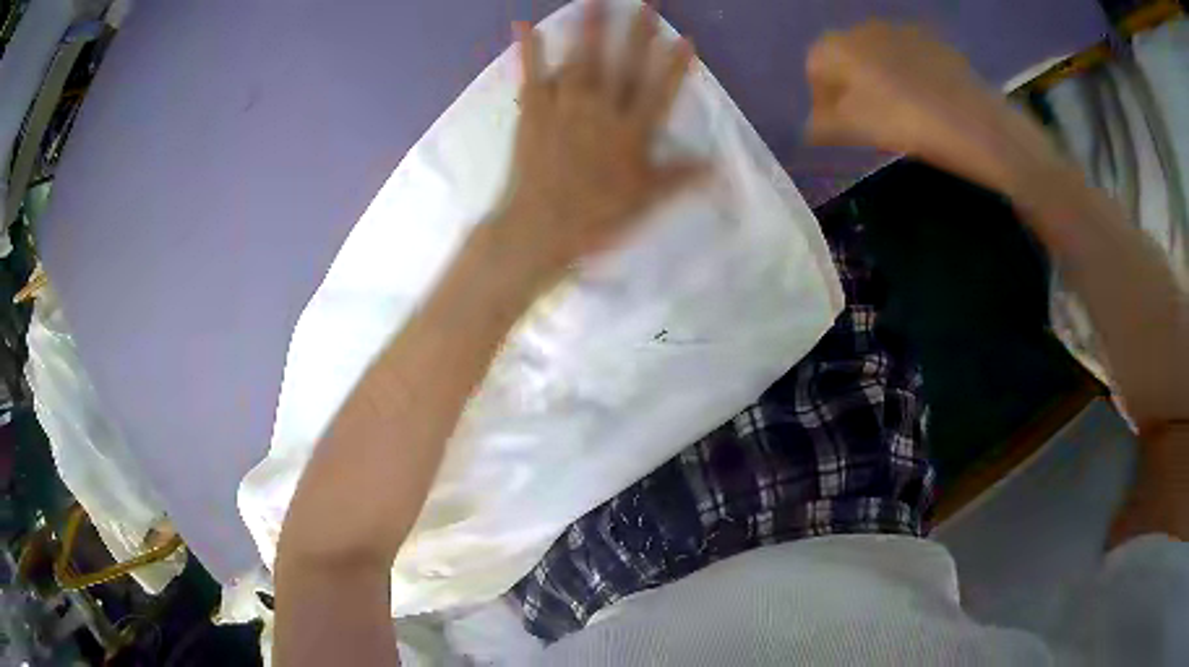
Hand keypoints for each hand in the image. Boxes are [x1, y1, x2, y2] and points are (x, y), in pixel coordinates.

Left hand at [494, 1, 704, 285]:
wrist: (539, 227)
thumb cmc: (596, 218)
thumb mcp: (646, 201)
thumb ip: (681, 177)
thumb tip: (720, 167)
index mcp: (632, 132)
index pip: (660, 90)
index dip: (675, 64)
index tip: (686, 38)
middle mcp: (601, 110)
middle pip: (623, 64)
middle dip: (637, 32)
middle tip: (646, 3)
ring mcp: (565, 106)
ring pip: (582, 60)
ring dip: (589, 28)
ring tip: (595, 0)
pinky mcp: (533, 111)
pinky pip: (531, 75)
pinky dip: (528, 49)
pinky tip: (525, 25)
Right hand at [804, 22, 1061, 194]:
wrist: (982, 127)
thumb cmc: (914, 127)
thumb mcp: (860, 130)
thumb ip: (823, 125)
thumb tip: (809, 126)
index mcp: (842, 46)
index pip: (815, 66)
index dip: (822, 97)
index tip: (836, 125)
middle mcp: (867, 29)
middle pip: (845, 57)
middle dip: (849, 86)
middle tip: (867, 120)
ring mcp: (905, 32)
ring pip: (877, 55)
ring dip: (878, 80)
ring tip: (899, 112)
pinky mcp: (935, 43)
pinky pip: (908, 57)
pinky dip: (907, 75)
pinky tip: (925, 101)